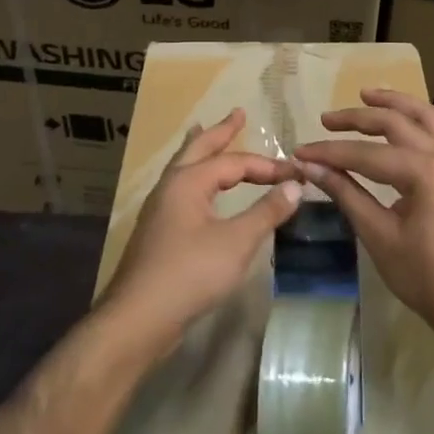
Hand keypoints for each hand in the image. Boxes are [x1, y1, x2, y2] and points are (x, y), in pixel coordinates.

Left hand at [103, 109, 302, 353]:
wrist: (137, 320)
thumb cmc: (189, 274)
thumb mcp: (237, 242)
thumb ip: (267, 212)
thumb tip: (295, 185)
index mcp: (188, 181)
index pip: (235, 162)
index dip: (268, 166)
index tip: (296, 172)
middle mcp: (170, 186)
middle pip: (198, 148)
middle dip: (220, 131)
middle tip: (238, 113)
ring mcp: (160, 209)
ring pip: (184, 167)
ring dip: (201, 150)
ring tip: (205, 133)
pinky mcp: (157, 231)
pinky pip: (181, 188)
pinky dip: (194, 175)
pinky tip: (199, 190)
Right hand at [295, 89, 433, 340]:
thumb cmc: (424, 276)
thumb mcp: (379, 236)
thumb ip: (346, 195)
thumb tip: (311, 169)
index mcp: (424, 173)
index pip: (365, 154)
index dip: (330, 153)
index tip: (302, 152)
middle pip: (395, 123)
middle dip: (357, 118)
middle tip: (327, 119)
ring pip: (426, 115)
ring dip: (395, 103)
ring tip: (367, 95)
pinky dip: (426, 118)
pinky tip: (412, 117)